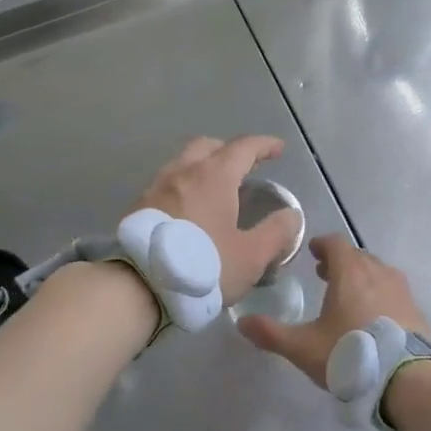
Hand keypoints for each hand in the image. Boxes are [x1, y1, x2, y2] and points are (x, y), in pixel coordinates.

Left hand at [134, 136, 302, 304]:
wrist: (138, 286)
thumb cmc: (203, 266)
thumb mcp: (251, 255)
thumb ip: (276, 232)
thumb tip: (291, 215)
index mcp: (214, 176)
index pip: (244, 148)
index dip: (264, 145)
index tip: (278, 148)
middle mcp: (183, 172)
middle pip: (208, 146)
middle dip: (229, 150)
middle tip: (244, 166)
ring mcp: (156, 187)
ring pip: (183, 163)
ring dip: (202, 167)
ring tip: (215, 189)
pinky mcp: (138, 206)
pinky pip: (167, 184)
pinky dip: (184, 186)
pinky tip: (188, 210)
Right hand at [238, 236, 428, 386]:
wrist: (407, 379)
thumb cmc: (350, 354)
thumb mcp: (303, 348)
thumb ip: (271, 334)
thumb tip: (241, 322)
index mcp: (350, 272)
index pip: (336, 243)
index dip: (322, 245)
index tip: (312, 251)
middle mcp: (378, 273)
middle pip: (358, 256)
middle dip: (340, 262)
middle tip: (325, 275)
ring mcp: (401, 291)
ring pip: (378, 273)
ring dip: (362, 277)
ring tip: (349, 296)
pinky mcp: (416, 311)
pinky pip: (393, 293)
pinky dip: (380, 295)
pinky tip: (373, 319)